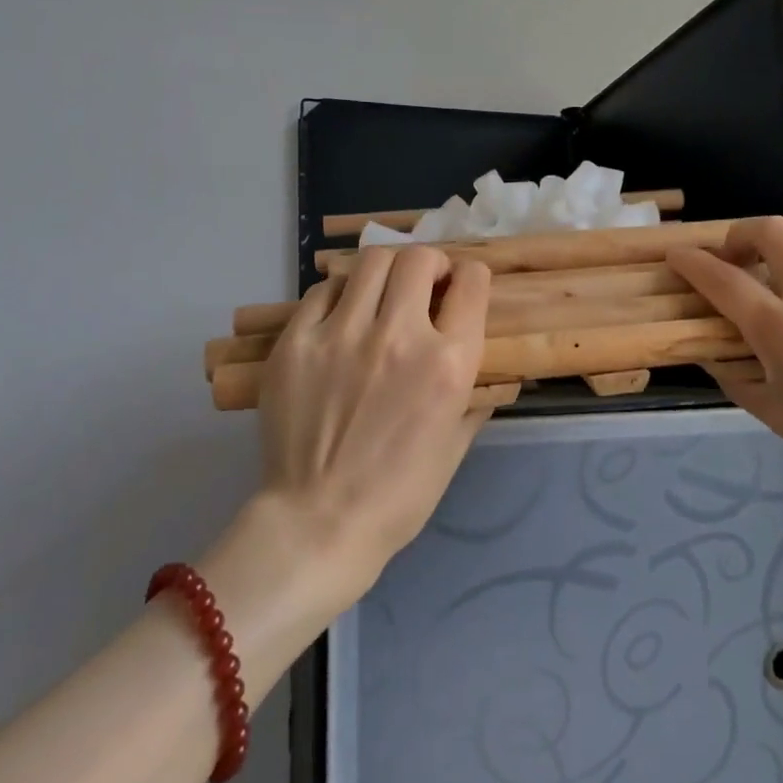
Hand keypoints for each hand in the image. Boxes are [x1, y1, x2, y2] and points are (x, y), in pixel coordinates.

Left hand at [254, 244, 492, 601]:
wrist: (320, 523)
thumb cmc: (400, 495)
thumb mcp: (456, 446)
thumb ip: (475, 398)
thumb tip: (486, 372)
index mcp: (449, 363)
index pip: (472, 282)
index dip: (472, 278)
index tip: (463, 288)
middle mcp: (399, 336)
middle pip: (419, 259)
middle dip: (430, 265)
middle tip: (424, 286)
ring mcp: (343, 334)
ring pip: (370, 262)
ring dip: (387, 271)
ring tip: (382, 294)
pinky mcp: (296, 341)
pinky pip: (324, 291)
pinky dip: (342, 295)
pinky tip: (343, 317)